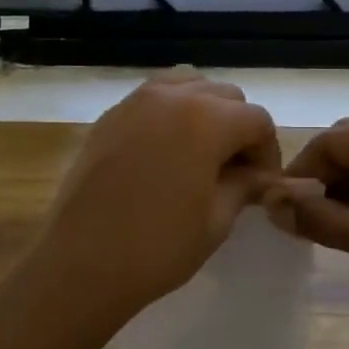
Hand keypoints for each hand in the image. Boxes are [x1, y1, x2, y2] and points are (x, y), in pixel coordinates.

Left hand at [29, 72, 280, 332]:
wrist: (81, 263)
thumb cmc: (158, 248)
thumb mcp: (216, 220)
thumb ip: (244, 185)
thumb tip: (259, 175)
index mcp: (206, 119)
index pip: (257, 119)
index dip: (267, 152)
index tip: (262, 183)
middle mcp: (172, 97)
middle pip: (225, 95)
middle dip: (238, 128)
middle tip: (235, 171)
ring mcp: (134, 102)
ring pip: (187, 85)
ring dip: (205, 112)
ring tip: (201, 153)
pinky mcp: (109, 116)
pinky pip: (152, 98)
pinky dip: (170, 113)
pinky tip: (166, 152)